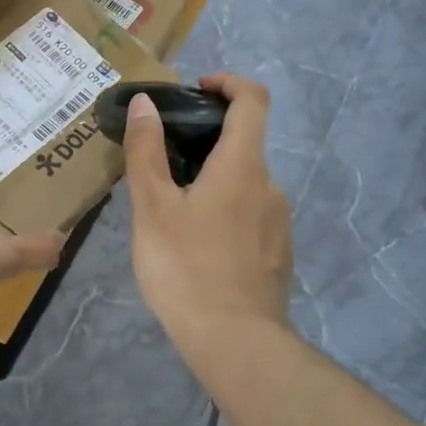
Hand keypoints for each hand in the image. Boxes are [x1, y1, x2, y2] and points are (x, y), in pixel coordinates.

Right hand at [125, 75, 293, 350]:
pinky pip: (250, 217)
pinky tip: (196, 247)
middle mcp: (270, 186)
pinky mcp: (278, 254)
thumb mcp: (153, 208)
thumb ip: (147, 152)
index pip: (253, 100)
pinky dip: (224, 213)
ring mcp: (279, 223)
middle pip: (243, 145)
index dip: (229, 83)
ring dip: (213, 183)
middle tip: (162, 165)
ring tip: (171, 212)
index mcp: (243, 166)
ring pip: (244, 185)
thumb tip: (146, 103)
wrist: (234, 342)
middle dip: (205, 143)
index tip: (198, 89)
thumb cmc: (186, 268)